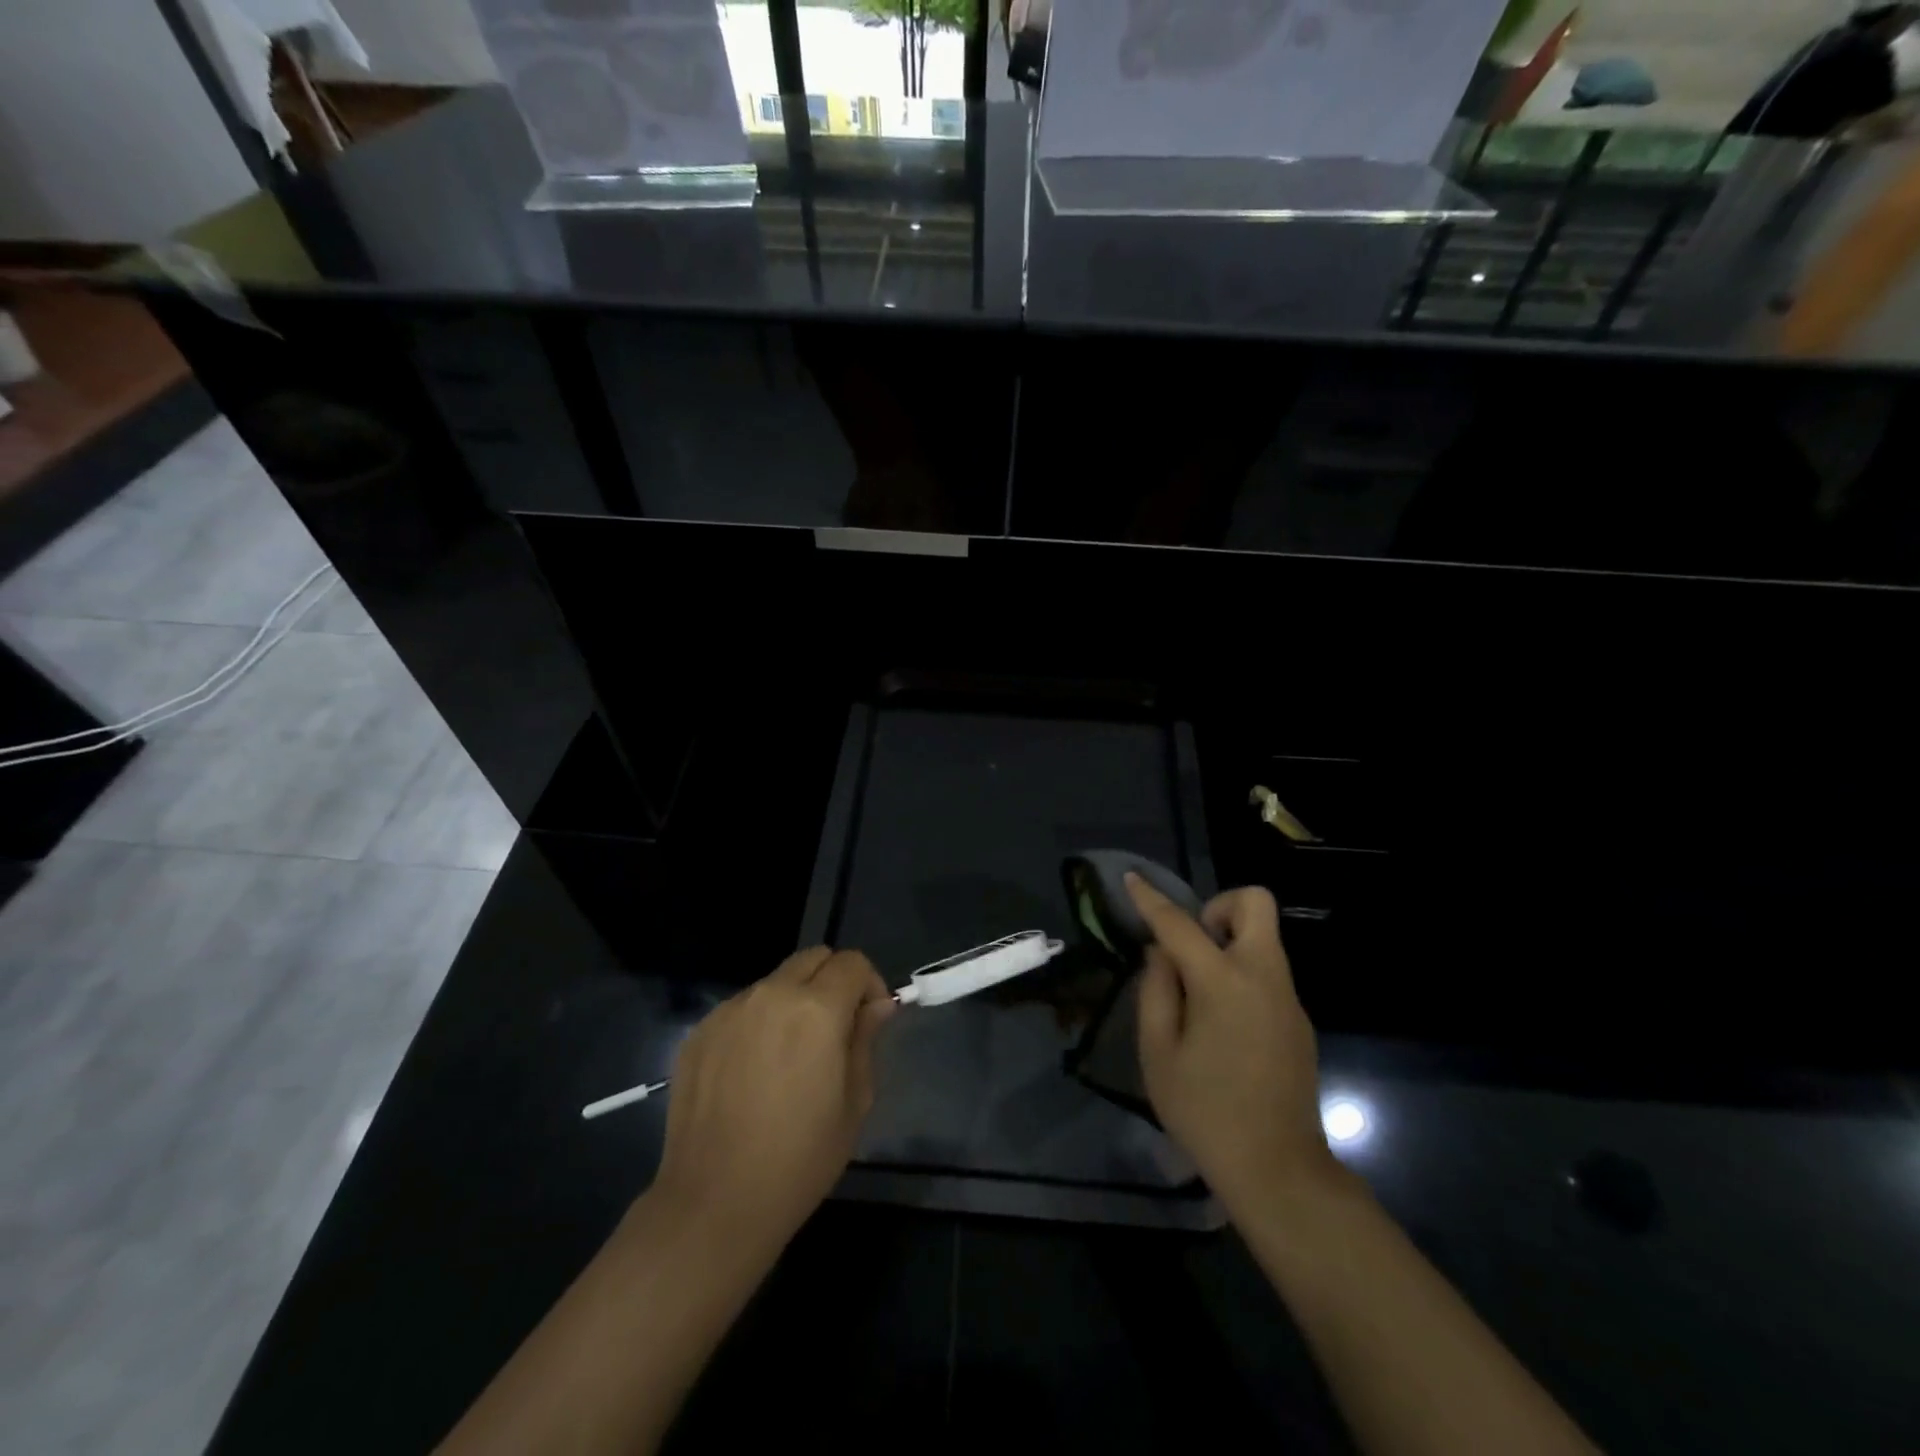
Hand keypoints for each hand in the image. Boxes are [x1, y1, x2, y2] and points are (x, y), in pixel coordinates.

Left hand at [649, 947, 894, 1252]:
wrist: (714, 1203)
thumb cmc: (799, 1159)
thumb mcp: (854, 1102)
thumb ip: (866, 1039)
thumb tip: (877, 1005)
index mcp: (816, 1009)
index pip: (852, 963)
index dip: (870, 985)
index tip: (870, 1019)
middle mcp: (771, 995)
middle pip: (813, 958)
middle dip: (833, 981)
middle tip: (836, 1029)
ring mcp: (729, 1010)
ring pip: (775, 981)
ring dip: (794, 1001)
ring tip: (790, 1054)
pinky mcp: (699, 1032)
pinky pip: (742, 1008)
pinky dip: (759, 1022)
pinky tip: (754, 1071)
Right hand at [1126, 874, 1336, 1213]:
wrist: (1278, 1170)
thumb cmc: (1205, 1111)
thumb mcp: (1158, 1052)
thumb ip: (1156, 991)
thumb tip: (1160, 954)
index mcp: (1224, 982)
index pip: (1180, 924)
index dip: (1151, 899)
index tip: (1132, 879)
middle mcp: (1264, 976)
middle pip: (1255, 904)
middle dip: (1219, 907)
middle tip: (1191, 945)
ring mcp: (1288, 998)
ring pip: (1264, 937)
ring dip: (1229, 941)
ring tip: (1197, 989)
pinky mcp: (1299, 1020)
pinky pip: (1268, 971)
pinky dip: (1241, 972)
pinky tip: (1221, 1022)